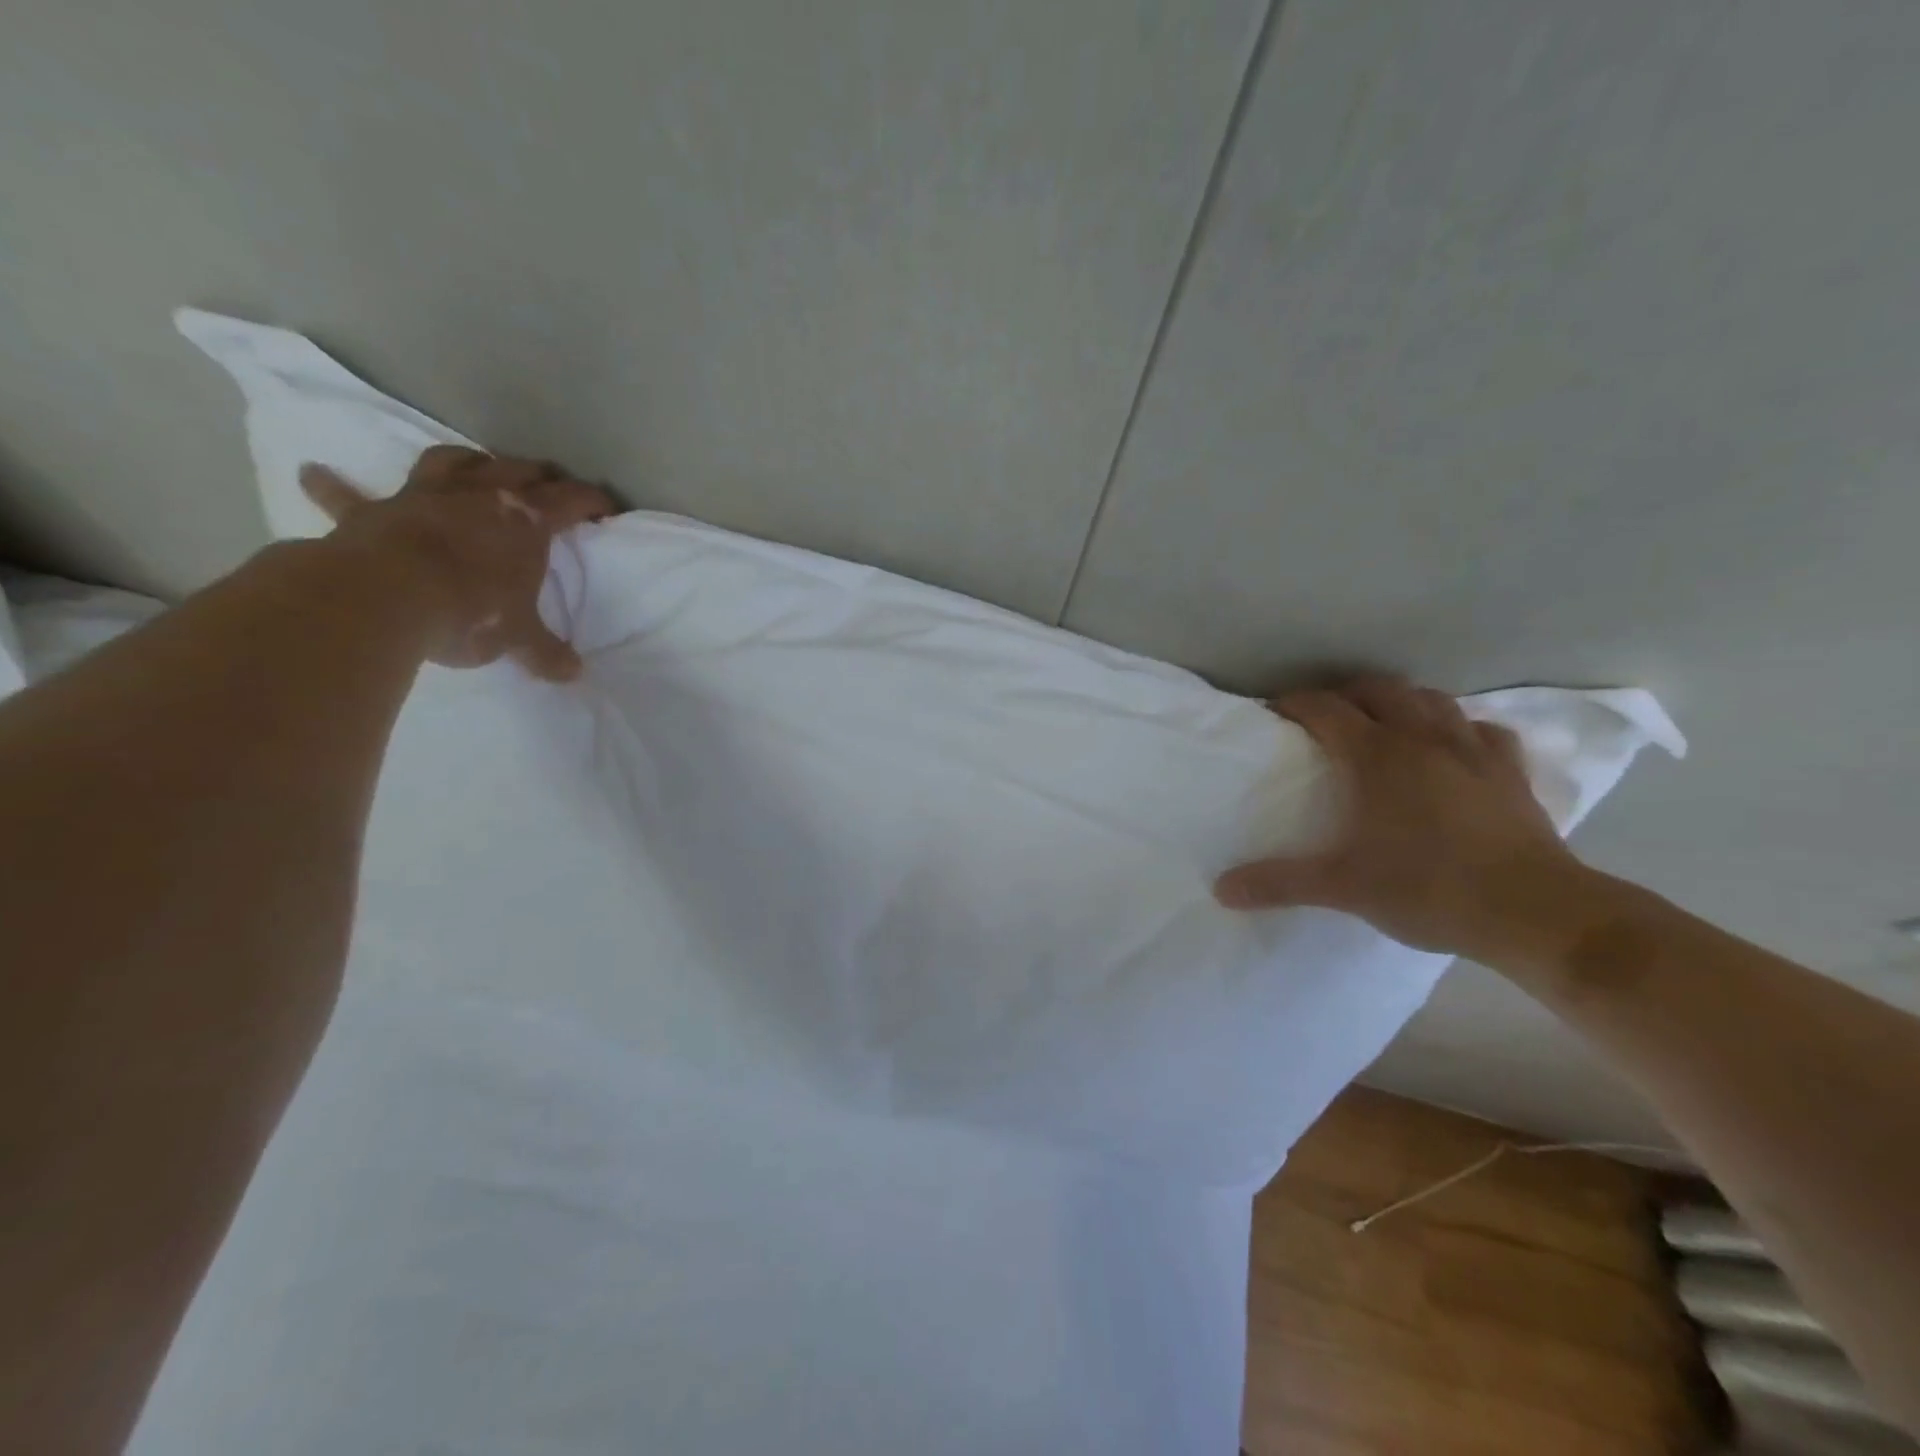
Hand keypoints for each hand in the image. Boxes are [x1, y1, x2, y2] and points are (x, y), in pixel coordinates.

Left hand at [299, 445, 614, 680]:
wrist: (387, 597)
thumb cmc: (470, 610)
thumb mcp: (518, 638)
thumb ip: (545, 653)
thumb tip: (573, 674)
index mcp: (524, 521)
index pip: (571, 501)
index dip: (593, 502)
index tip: (607, 509)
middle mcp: (479, 497)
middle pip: (517, 470)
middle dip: (539, 474)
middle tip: (550, 483)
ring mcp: (423, 498)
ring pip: (450, 462)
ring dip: (468, 460)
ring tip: (476, 463)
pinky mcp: (372, 512)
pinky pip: (347, 496)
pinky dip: (331, 486)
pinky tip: (314, 473)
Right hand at [1213, 678, 1583, 961]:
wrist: (1535, 913)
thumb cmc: (1429, 889)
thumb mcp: (1342, 888)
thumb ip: (1279, 883)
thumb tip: (1221, 889)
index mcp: (1377, 756)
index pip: (1326, 709)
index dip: (1297, 704)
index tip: (1275, 712)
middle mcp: (1423, 739)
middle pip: (1380, 691)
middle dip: (1346, 694)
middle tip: (1324, 717)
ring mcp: (1473, 752)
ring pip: (1433, 700)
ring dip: (1402, 701)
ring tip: (1384, 722)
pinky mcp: (1510, 773)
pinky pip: (1482, 731)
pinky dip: (1460, 729)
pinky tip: (1454, 747)